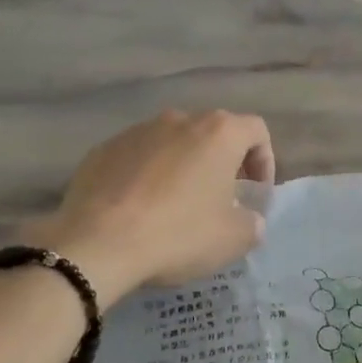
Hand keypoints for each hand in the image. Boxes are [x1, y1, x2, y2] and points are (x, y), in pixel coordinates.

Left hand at [28, 110, 274, 298]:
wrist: (97, 243)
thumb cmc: (178, 234)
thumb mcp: (233, 239)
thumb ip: (252, 222)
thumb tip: (248, 218)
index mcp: (218, 133)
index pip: (256, 131)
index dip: (264, 160)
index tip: (254, 193)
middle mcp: (179, 119)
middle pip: (212, 133)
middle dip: (222, 163)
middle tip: (219, 200)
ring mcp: (137, 131)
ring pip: (172, 143)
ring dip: (182, 167)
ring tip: (175, 205)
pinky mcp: (103, 149)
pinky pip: (137, 157)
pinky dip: (145, 175)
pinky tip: (138, 210)